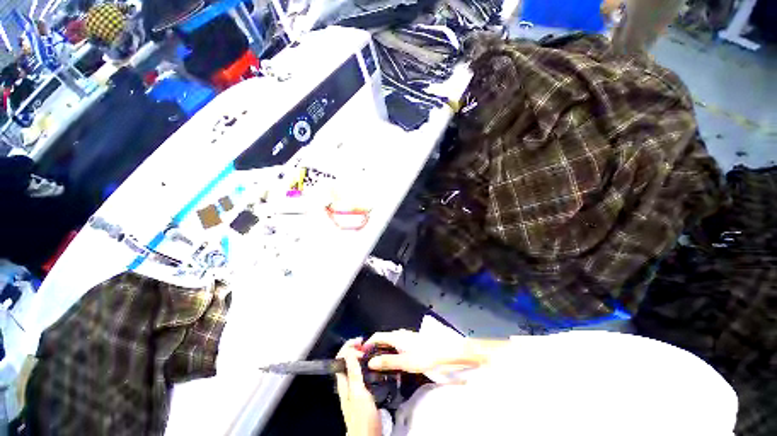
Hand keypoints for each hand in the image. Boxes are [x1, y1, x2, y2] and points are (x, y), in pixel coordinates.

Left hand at [336, 338, 381, 435]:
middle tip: (366, 344)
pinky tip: (373, 364)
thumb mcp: (358, 392)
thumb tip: (350, 352)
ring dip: (361, 355)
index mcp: (343, 381)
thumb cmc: (362, 417)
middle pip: (347, 359)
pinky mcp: (362, 390)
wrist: (368, 435)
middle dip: (355, 348)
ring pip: (354, 364)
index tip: (359, 341)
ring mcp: (354, 386)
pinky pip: (361, 371)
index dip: (348, 346)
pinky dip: (366, 364)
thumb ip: (353, 373)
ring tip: (370, 350)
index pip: (340, 357)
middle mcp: (346, 381)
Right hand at [365, 329, 477, 374]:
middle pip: (384, 338)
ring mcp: (407, 336)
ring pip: (391, 340)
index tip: (360, 353)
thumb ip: (388, 362)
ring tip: (379, 362)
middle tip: (368, 361)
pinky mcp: (413, 340)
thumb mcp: (405, 362)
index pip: (377, 336)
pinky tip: (394, 359)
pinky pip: (397, 343)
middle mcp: (400, 333)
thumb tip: (370, 362)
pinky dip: (391, 349)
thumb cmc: (425, 356)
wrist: (445, 351)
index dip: (368, 343)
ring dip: (383, 349)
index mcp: (396, 336)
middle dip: (375, 347)